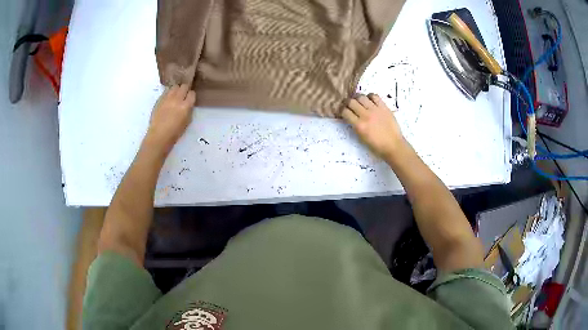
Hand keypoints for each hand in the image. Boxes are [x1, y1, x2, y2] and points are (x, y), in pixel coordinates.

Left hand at [145, 84, 195, 154]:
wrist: (158, 136)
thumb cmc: (174, 133)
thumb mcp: (187, 122)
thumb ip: (189, 110)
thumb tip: (188, 104)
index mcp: (185, 106)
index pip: (192, 93)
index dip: (192, 95)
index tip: (190, 98)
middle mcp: (176, 99)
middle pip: (183, 86)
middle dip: (185, 89)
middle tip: (184, 94)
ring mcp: (167, 98)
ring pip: (174, 87)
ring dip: (177, 89)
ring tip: (176, 95)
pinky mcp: (159, 100)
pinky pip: (166, 91)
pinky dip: (169, 93)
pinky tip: (168, 99)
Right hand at [341, 93, 405, 158]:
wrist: (394, 146)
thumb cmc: (377, 146)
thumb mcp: (361, 138)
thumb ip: (355, 126)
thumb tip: (351, 117)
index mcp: (359, 126)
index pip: (345, 112)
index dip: (341, 110)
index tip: (342, 111)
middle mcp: (366, 115)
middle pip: (351, 102)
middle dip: (347, 102)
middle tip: (349, 105)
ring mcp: (375, 110)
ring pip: (361, 97)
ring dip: (357, 98)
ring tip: (359, 102)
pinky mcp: (384, 107)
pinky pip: (374, 96)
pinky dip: (370, 97)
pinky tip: (370, 101)